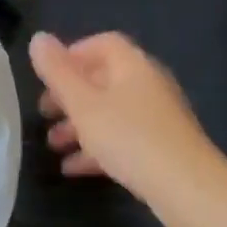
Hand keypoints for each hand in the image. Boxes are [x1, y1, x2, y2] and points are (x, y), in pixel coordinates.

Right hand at [29, 31, 225, 226]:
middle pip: (103, 79)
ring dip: (79, 125)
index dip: (73, 54)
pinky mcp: (162, 148)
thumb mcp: (83, 103)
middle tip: (44, 112)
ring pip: (111, 112)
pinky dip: (97, 148)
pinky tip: (73, 169)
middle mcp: (148, 85)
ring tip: (53, 145)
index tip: (48, 76)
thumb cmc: (129, 136)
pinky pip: (123, 139)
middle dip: (70, 95)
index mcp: (132, 66)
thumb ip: (57, 72)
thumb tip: (38, 37)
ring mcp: (157, 118)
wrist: (188, 188)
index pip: (103, 43)